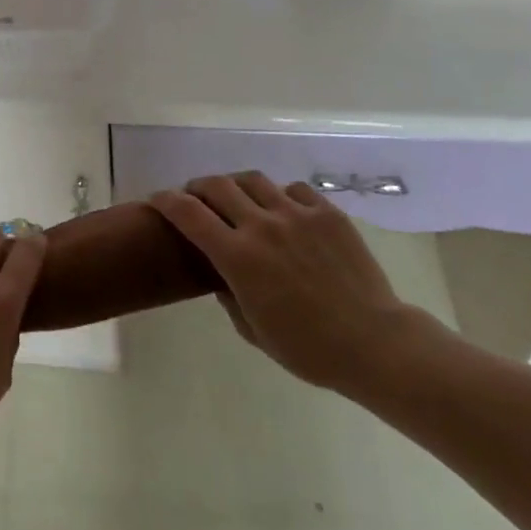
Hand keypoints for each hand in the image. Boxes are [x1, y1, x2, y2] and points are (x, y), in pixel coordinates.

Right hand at [149, 172, 433, 397]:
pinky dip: (280, 196)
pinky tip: (283, 211)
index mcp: (238, 257)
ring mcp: (297, 214)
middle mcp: (262, 225)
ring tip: (238, 198)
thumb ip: (229, 294)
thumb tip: (223, 273)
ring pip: (253, 180)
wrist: (374, 343)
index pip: (187, 213)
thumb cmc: (307, 349)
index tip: (157, 199)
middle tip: (196, 198)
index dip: (165, 200)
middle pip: (217, 185)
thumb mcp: (252, 331)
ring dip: (236, 186)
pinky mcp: (327, 213)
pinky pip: (294, 190)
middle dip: (198, 187)